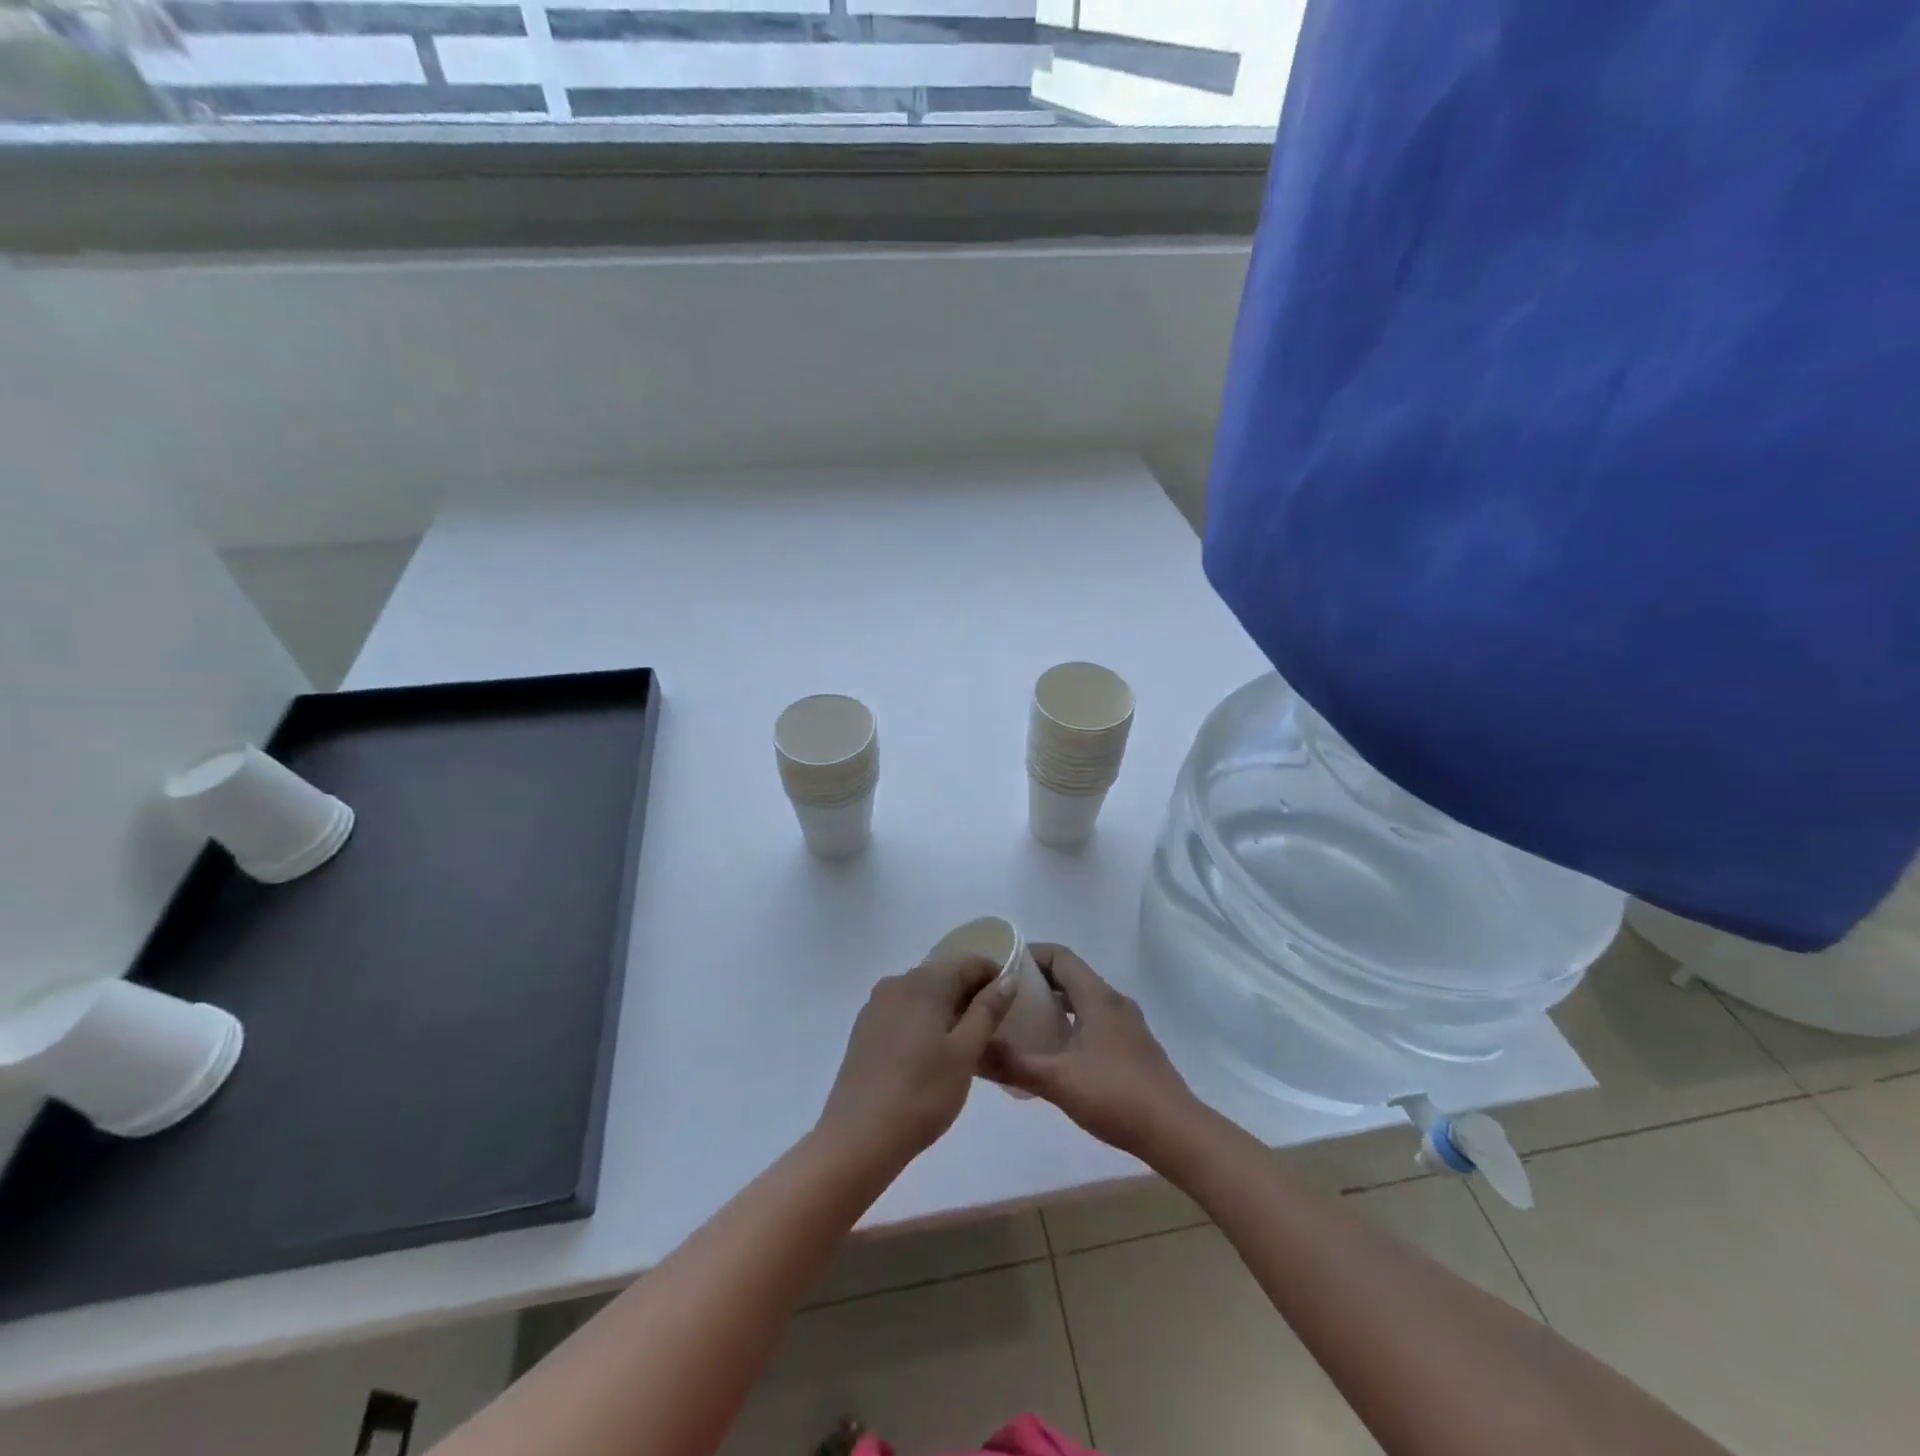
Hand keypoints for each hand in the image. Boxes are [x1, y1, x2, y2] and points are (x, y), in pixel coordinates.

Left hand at [817, 958, 1013, 1168]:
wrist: (858, 1138)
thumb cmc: (922, 1093)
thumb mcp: (965, 1052)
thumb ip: (987, 1010)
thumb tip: (1007, 978)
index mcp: (924, 982)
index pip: (968, 964)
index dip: (994, 977)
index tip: (1011, 1005)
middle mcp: (896, 983)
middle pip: (944, 976)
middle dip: (971, 996)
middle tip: (993, 1030)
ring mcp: (876, 1006)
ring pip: (923, 996)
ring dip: (948, 1011)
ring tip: (966, 1046)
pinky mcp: (865, 1029)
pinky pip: (904, 1012)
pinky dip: (924, 1023)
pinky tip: (932, 1056)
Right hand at [985, 944, 1199, 1160]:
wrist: (1176, 1133)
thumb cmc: (1117, 1096)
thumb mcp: (1058, 1080)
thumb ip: (1013, 1063)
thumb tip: (972, 1052)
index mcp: (1098, 997)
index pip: (1060, 956)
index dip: (1030, 955)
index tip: (1001, 966)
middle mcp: (1114, 1002)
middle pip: (1071, 976)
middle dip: (1037, 980)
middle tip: (1004, 996)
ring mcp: (1128, 1025)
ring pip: (1083, 1000)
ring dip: (1055, 1003)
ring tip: (1023, 1022)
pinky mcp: (1133, 1047)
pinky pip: (1095, 1020)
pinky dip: (1071, 1023)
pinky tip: (1055, 1052)